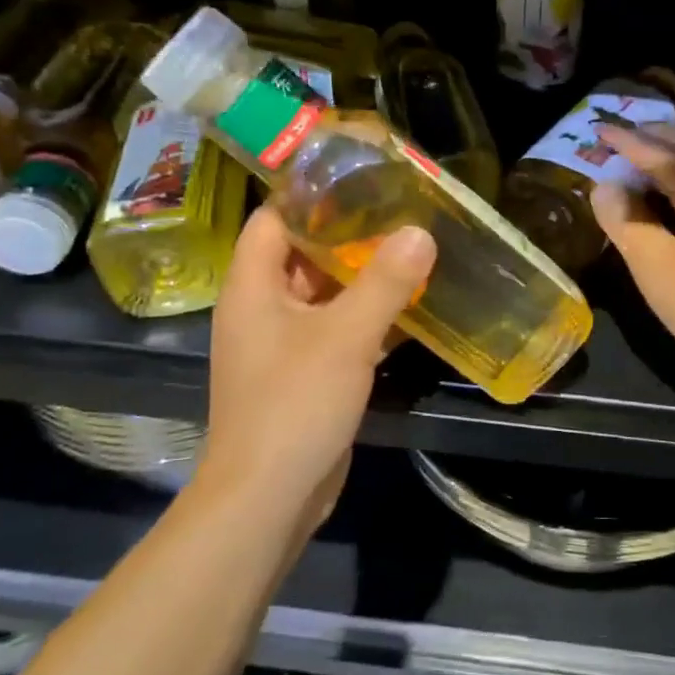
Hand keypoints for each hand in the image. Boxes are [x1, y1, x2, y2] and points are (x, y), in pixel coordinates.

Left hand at [198, 205, 435, 526]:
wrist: (269, 496)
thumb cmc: (295, 404)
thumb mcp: (345, 336)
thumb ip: (384, 281)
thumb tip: (421, 232)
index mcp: (253, 287)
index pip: (273, 219)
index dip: (310, 195)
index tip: (359, 178)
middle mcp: (262, 309)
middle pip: (302, 255)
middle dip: (349, 235)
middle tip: (400, 213)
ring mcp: (283, 345)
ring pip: (324, 296)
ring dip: (362, 279)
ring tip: (412, 251)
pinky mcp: (305, 375)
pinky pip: (336, 332)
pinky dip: (367, 319)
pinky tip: (410, 310)